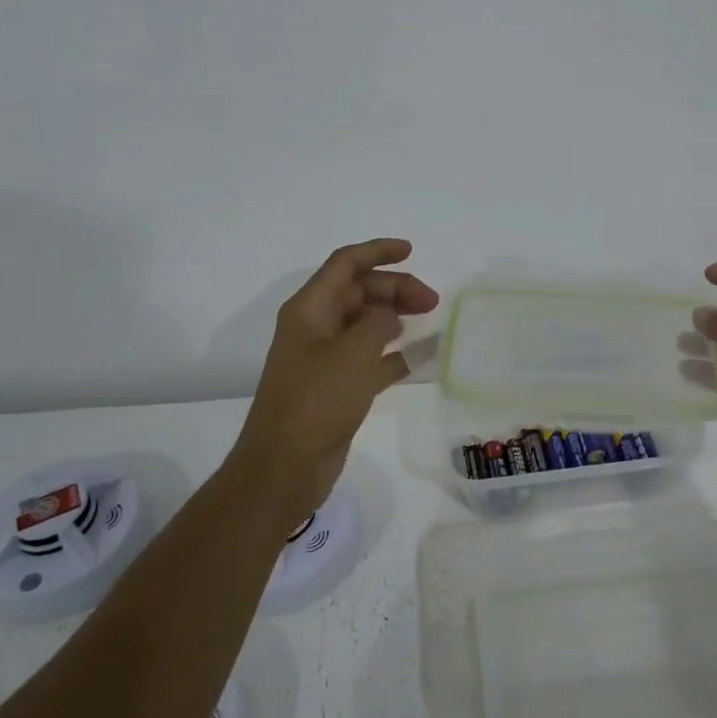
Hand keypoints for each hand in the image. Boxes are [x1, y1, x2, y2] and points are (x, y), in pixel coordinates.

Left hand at [234, 239, 438, 522]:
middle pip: (358, 292)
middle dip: (395, 288)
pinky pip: (372, 357)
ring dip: (396, 316)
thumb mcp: (353, 353)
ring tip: (431, 320)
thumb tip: (391, 316)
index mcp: (309, 309)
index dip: (377, 251)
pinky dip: (396, 353)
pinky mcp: (338, 386)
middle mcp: (315, 327)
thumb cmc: (316, 402)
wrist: (284, 466)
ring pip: (366, 323)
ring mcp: (326, 357)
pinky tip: (424, 356)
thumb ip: (379, 323)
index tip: (411, 251)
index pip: (345, 264)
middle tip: (432, 301)